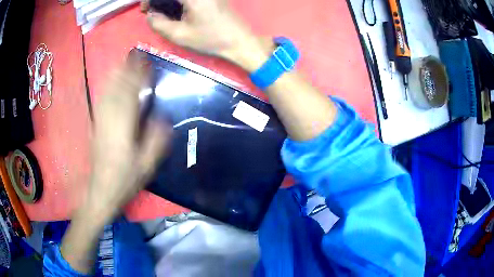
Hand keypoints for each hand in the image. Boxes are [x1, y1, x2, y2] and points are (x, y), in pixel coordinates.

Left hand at [88, 59, 171, 221]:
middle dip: (127, 69)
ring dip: (116, 74)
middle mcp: (110, 119)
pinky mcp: (95, 125)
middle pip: (118, 88)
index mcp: (124, 127)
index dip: (139, 76)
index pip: (132, 94)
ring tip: (124, 61)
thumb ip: (156, 140)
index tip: (146, 63)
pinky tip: (109, 81)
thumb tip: (163, 118)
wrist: (101, 190)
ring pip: (108, 91)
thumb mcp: (147, 165)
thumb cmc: (125, 179)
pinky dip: (106, 86)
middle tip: (135, 55)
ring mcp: (100, 121)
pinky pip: (100, 100)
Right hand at [142, 0, 270, 71]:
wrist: (239, 41)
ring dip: (167, 2)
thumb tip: (150, 14)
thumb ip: (159, 24)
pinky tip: (175, 11)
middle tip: (151, 11)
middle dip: (158, 0)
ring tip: (161, 12)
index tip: (144, 9)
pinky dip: (178, 2)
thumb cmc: (211, 39)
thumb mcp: (180, 35)